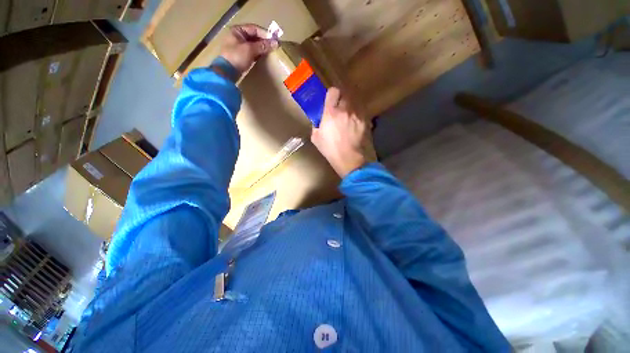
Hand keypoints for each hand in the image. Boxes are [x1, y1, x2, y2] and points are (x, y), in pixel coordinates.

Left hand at [220, 23, 278, 76]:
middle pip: (254, 37)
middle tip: (273, 47)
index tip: (274, 40)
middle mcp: (237, 36)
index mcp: (237, 30)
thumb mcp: (250, 49)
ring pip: (253, 45)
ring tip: (270, 52)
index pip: (254, 29)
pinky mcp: (240, 56)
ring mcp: (238, 46)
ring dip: (261, 48)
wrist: (227, 72)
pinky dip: (258, 54)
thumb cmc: (237, 57)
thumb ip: (263, 46)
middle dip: (264, 42)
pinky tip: (264, 58)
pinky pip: (252, 52)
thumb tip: (275, 43)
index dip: (265, 34)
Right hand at [311, 88, 373, 177]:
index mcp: (331, 112)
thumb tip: (319, 121)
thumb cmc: (330, 149)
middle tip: (339, 107)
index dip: (331, 94)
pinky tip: (354, 122)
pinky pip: (360, 112)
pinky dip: (357, 114)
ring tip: (348, 114)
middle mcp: (345, 109)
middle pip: (345, 94)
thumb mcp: (316, 137)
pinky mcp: (364, 121)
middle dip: (341, 98)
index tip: (330, 99)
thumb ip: (316, 125)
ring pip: (354, 101)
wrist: (347, 157)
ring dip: (350, 105)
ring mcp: (356, 114)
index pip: (333, 91)